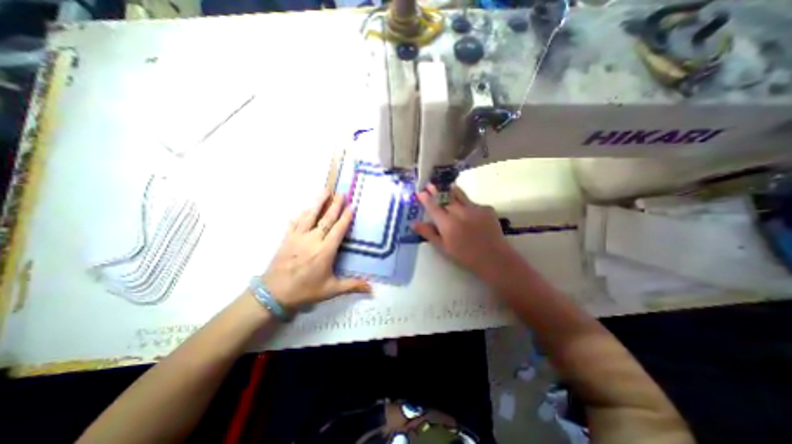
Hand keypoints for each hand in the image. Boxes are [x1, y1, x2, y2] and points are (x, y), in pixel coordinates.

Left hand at [261, 192, 370, 311]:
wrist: (273, 294)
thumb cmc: (305, 291)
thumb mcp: (331, 290)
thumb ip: (352, 286)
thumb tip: (372, 289)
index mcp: (325, 251)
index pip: (338, 230)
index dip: (345, 218)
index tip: (351, 206)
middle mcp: (313, 240)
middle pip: (326, 219)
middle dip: (335, 205)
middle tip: (341, 193)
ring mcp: (298, 237)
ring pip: (310, 216)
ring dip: (318, 202)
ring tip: (325, 191)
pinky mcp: (287, 239)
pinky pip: (295, 223)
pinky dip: (301, 215)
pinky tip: (304, 209)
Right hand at [415, 184, 520, 280]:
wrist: (494, 258)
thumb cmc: (464, 256)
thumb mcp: (443, 247)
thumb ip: (428, 233)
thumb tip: (413, 223)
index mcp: (446, 223)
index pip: (433, 206)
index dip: (425, 198)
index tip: (420, 192)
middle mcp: (459, 211)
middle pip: (445, 197)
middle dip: (436, 191)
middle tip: (430, 185)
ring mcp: (474, 208)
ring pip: (459, 195)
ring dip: (451, 191)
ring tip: (448, 187)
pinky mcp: (486, 208)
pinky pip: (473, 203)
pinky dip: (467, 205)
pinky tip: (469, 212)